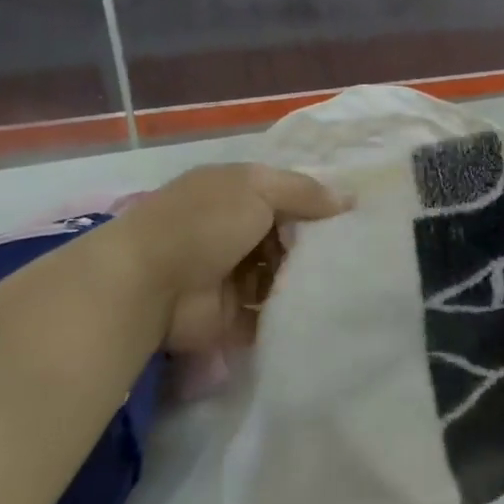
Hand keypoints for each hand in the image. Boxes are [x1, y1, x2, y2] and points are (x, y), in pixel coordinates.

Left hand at [83, 164, 350, 350]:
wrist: (148, 283)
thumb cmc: (205, 222)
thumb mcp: (259, 188)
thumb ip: (305, 192)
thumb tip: (349, 200)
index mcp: (236, 194)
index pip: (286, 196)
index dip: (317, 205)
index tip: (354, 218)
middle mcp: (234, 231)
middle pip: (286, 238)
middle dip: (315, 246)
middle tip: (355, 256)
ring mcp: (231, 275)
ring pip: (281, 276)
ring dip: (305, 280)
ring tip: (345, 284)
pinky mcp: (231, 316)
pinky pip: (270, 313)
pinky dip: (290, 314)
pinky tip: (323, 311)